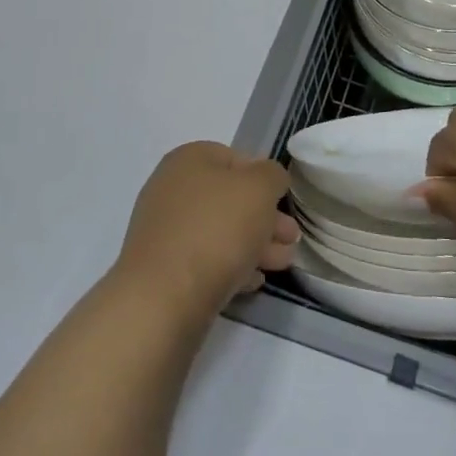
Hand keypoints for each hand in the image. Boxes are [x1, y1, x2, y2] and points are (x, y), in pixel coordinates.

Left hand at [118, 142, 299, 311]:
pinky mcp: (164, 267)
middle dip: (265, 217)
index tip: (284, 202)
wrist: (164, 296)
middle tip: (291, 239)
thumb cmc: (216, 229)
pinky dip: (232, 266)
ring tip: (282, 264)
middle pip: (229, 198)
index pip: (235, 158)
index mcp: (189, 159)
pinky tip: (253, 281)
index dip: (264, 178)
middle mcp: (171, 188)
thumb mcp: (259, 188)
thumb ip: (272, 175)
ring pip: (220, 231)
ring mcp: (165, 229)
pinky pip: (205, 259)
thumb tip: (269, 179)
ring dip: (254, 244)